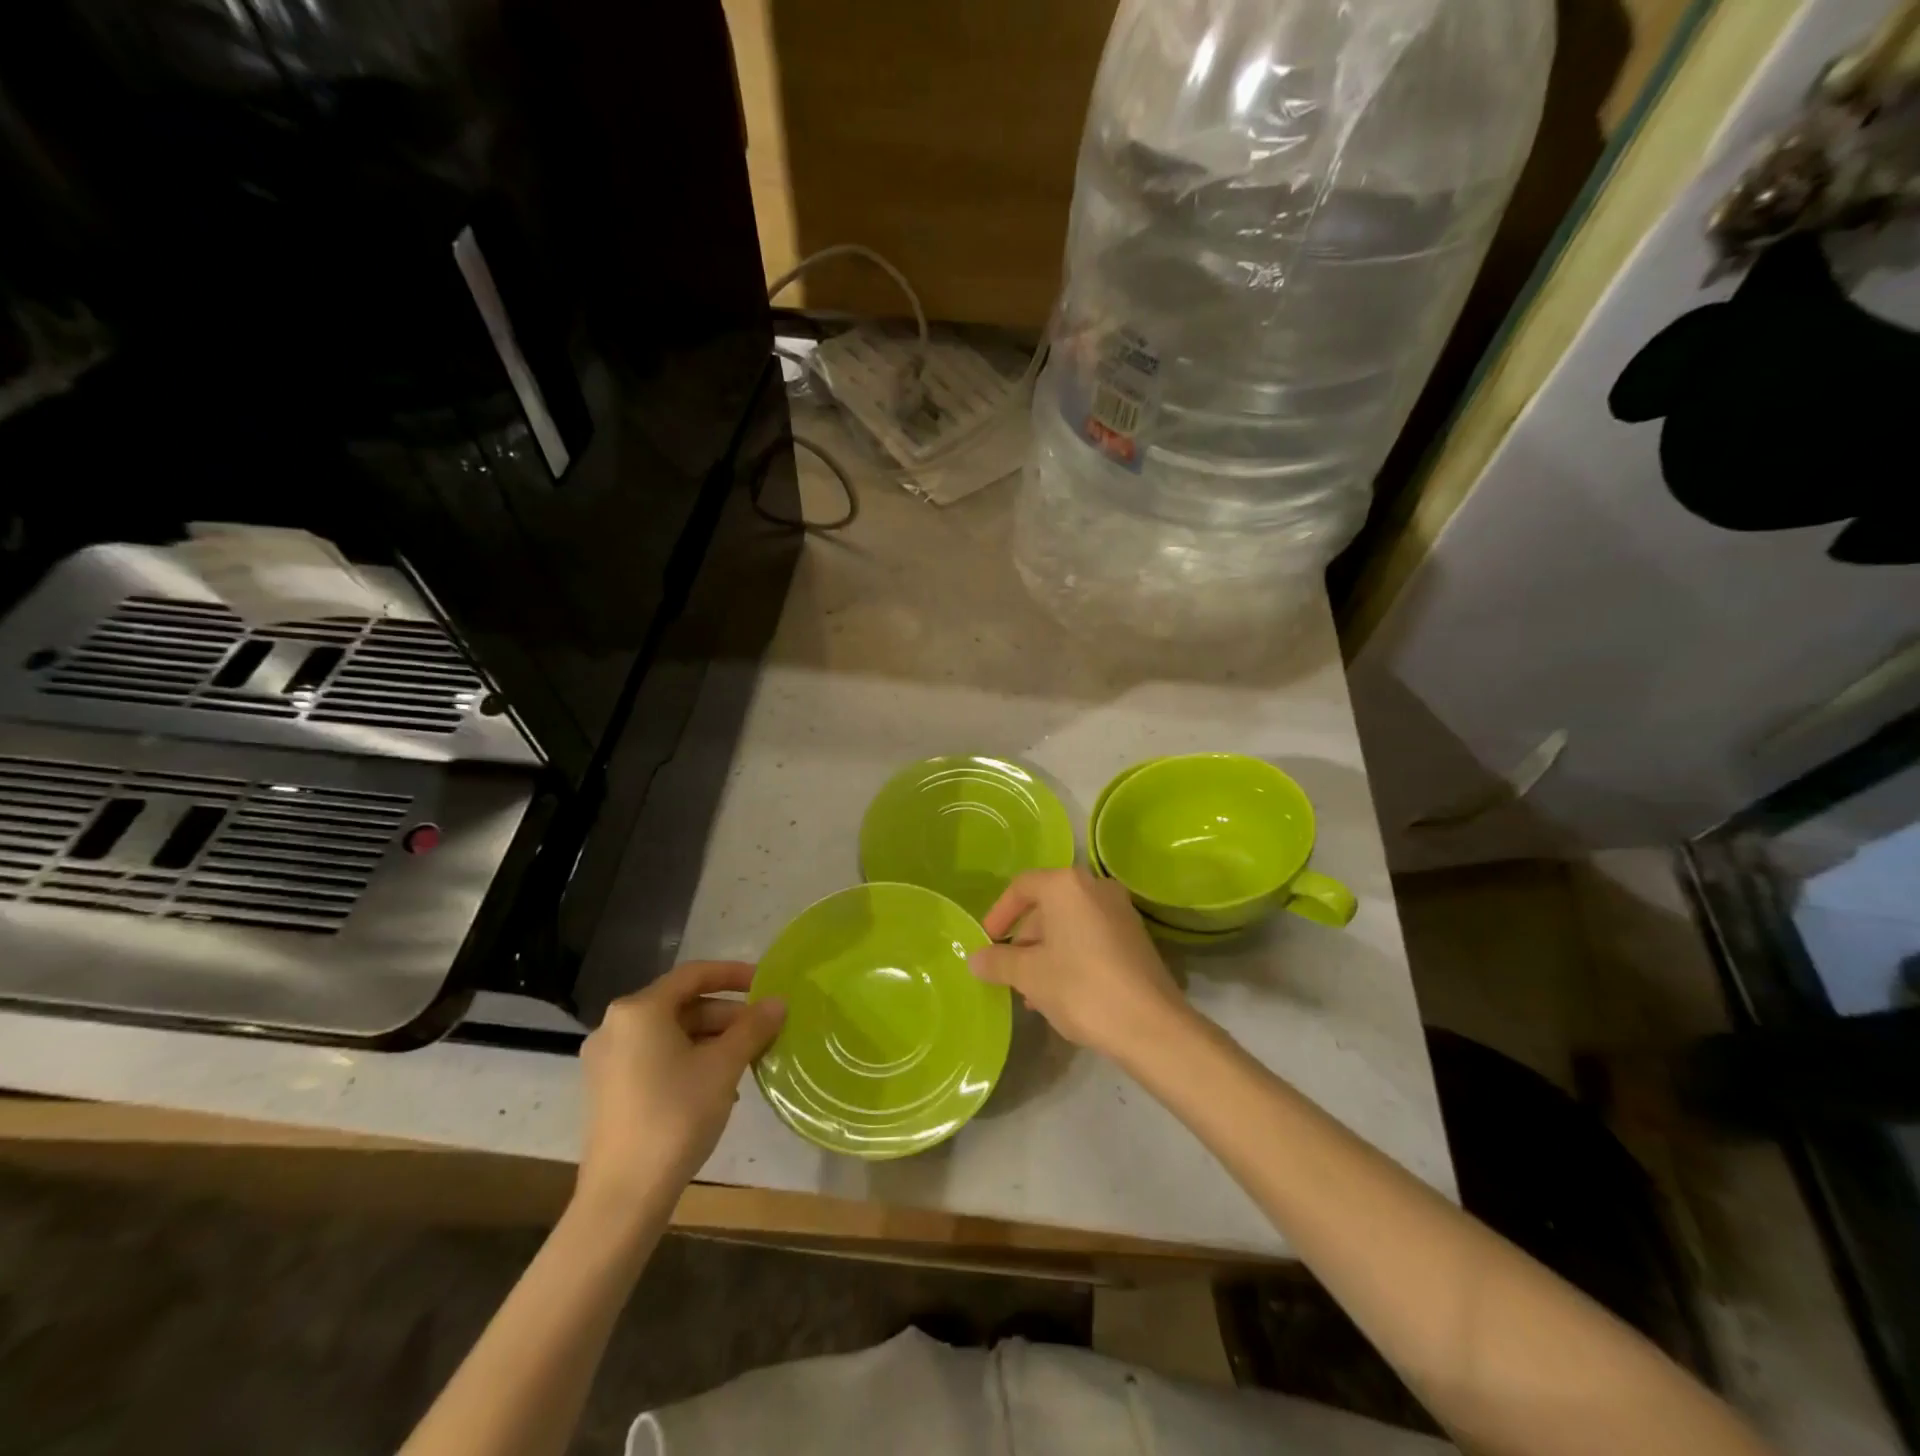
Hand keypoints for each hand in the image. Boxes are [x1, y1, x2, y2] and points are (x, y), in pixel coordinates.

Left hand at [575, 962, 785, 1217]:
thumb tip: (778, 1002)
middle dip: (726, 1015)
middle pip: (682, 1005)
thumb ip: (753, 1027)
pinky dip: (689, 1059)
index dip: (734, 974)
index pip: (694, 974)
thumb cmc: (675, 1116)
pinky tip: (718, 1085)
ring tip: (748, 1059)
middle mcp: (616, 1026)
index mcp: (639, 1010)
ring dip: (712, 1039)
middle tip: (764, 1030)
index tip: (766, 983)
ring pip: (671, 1034)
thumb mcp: (724, 1066)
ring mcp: (607, 1060)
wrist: (623, 1197)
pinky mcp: (608, 1090)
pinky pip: (656, 1057)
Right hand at [971, 867, 1187, 1061]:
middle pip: (1047, 906)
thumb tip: (975, 958)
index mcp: (1067, 885)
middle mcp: (1096, 887)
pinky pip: (1091, 935)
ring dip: (1046, 952)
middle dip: (1024, 940)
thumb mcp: (1029, 975)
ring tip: (1034, 993)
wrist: (1150, 1025)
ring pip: (1069, 924)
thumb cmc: (1080, 987)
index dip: (999, 914)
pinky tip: (1062, 992)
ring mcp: (1120, 910)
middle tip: (1010, 973)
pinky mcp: (1135, 936)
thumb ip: (998, 961)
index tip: (987, 942)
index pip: (1021, 887)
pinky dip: (1071, 955)